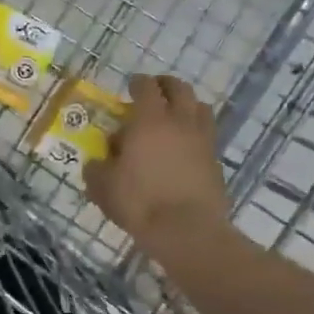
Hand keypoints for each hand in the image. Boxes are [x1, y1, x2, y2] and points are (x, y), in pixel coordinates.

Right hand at [84, 74, 233, 255]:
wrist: (186, 230)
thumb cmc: (139, 202)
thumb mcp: (103, 186)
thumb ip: (97, 168)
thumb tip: (97, 162)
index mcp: (149, 121)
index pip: (146, 87)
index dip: (138, 83)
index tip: (131, 86)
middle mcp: (179, 122)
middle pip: (180, 89)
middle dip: (166, 85)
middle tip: (154, 92)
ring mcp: (202, 140)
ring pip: (200, 108)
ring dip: (185, 105)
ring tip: (173, 116)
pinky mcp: (215, 161)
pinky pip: (206, 135)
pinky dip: (194, 132)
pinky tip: (182, 147)